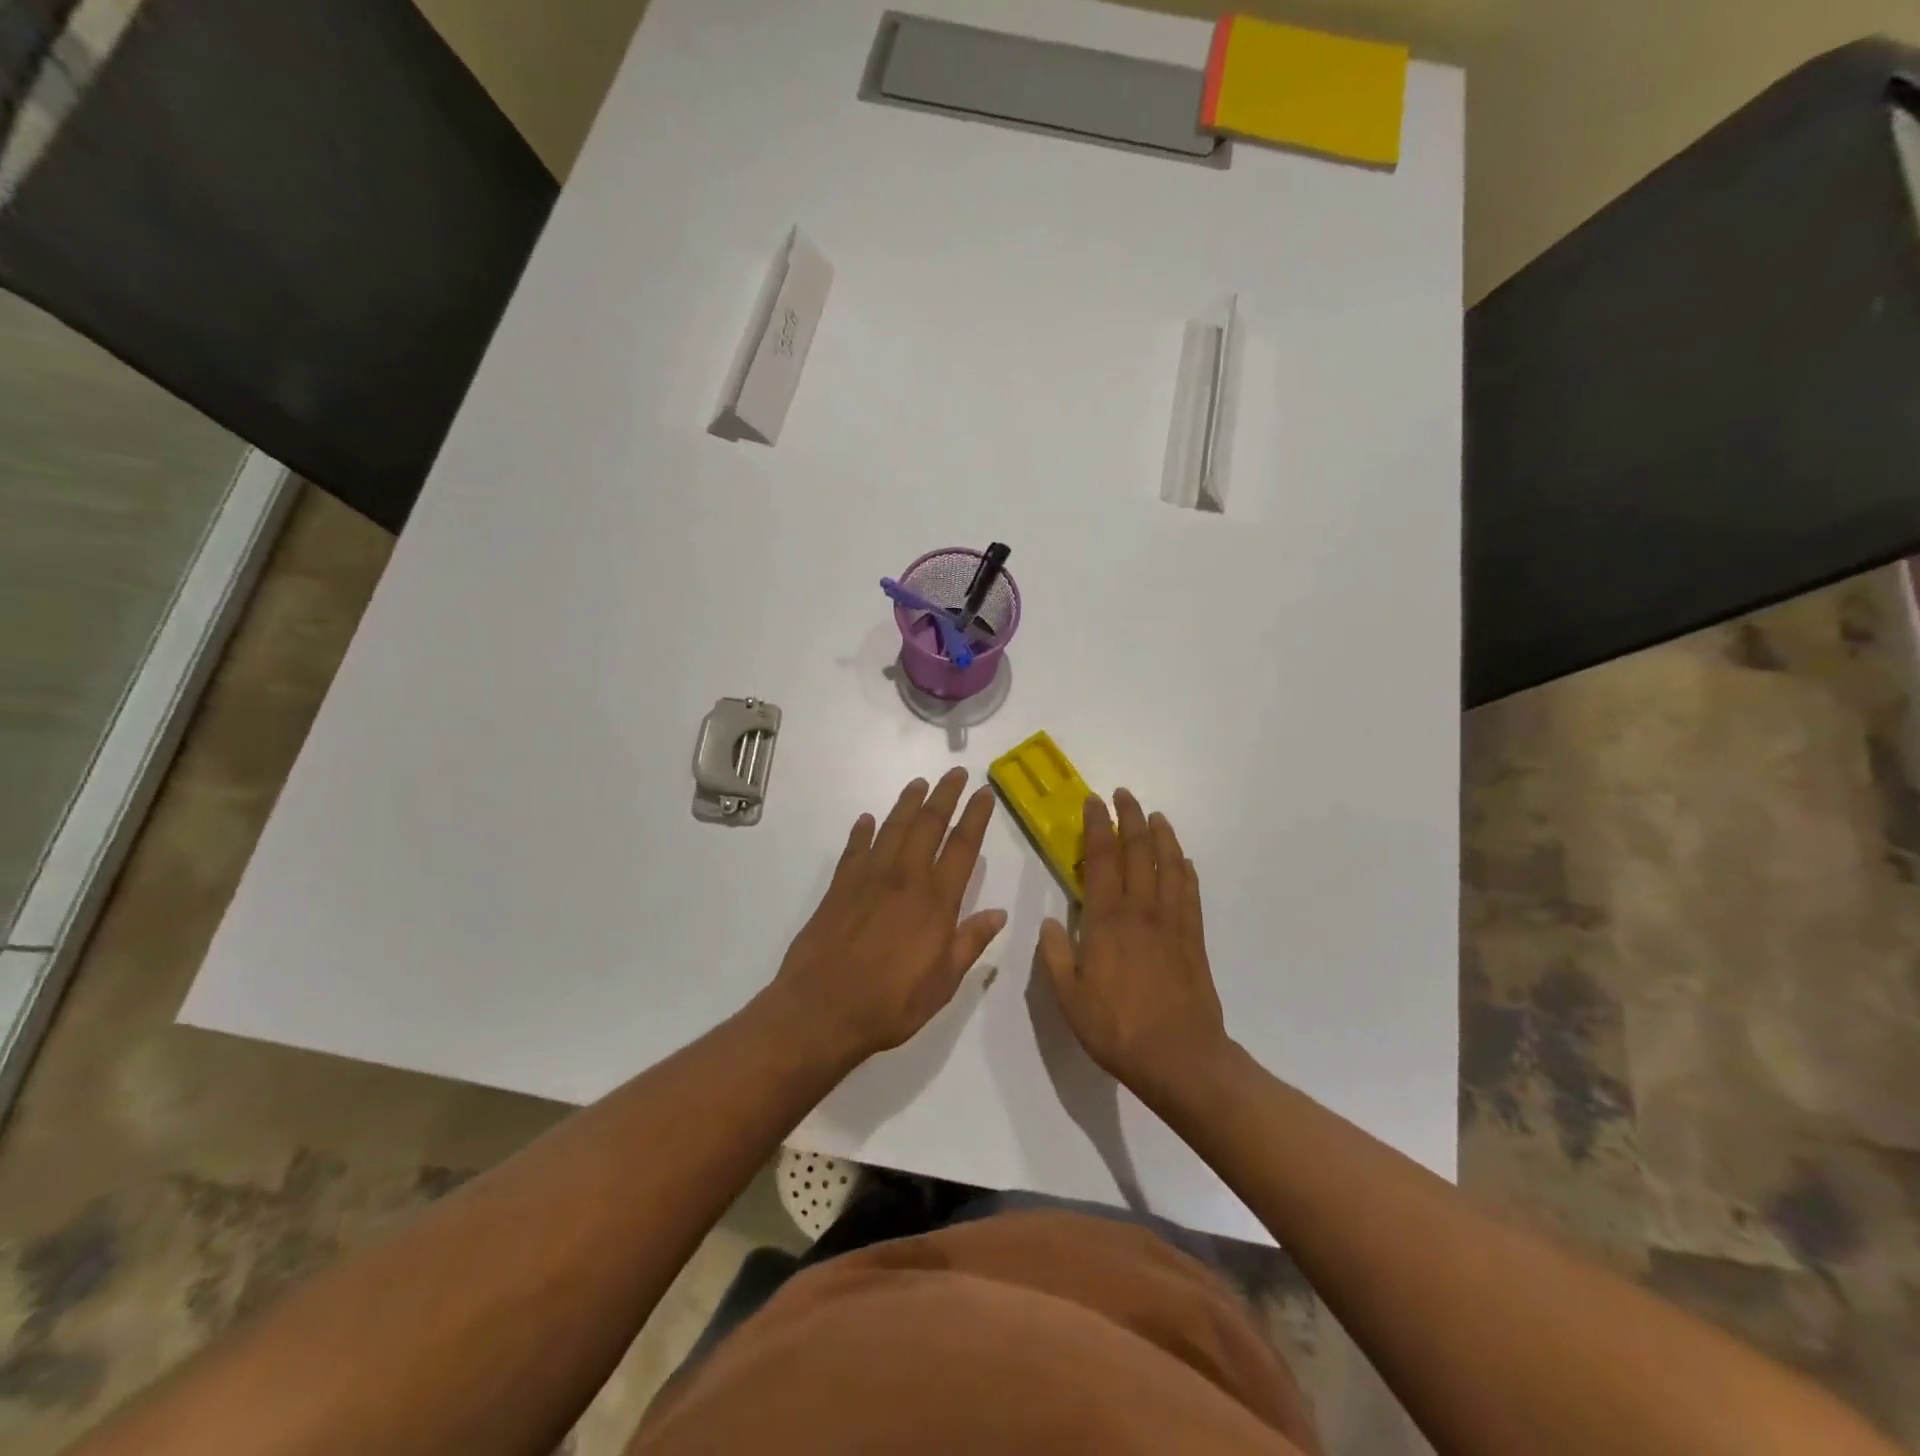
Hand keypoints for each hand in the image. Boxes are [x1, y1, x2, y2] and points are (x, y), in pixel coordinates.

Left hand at [769, 769, 1005, 1065]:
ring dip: (907, 803)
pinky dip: (862, 831)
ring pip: (892, 828)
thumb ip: (970, 943)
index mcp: (936, 901)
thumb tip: (999, 913)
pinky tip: (867, 819)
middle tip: (955, 773)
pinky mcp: (839, 887)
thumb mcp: (943, 982)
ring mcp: (868, 878)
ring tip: (918, 783)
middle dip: (944, 795)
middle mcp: (905, 878)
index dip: (975, 817)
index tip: (983, 793)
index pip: (962, 847)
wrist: (821, 1009)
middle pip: (928, 825)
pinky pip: (854, 849)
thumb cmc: (891, 1003)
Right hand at [1036, 789, 1227, 1106]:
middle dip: (1130, 818)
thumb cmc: (1117, 1028)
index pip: (1101, 860)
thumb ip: (1057, 956)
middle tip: (1123, 795)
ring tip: (1155, 815)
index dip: (1097, 826)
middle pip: (1138, 852)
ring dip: (1161, 836)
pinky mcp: (1193, 937)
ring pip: (1169, 865)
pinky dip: (1186, 870)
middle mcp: (1141, 911)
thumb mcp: (1070, 998)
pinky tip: (1184, 861)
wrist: (1179, 1057)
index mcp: (1107, 921)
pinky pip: (1190, 893)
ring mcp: (1172, 922)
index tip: (1093, 802)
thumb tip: (1049, 923)